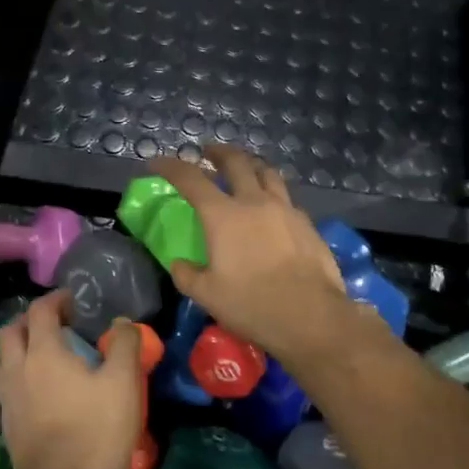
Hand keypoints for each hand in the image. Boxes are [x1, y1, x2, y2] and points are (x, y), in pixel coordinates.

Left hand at [0, 291, 143, 468]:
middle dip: (30, 320)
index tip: (75, 301)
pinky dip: (19, 378)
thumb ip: (124, 345)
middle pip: (10, 332)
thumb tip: (121, 323)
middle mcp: (17, 370)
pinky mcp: (7, 426)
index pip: (40, 311)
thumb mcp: (124, 383)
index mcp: (43, 353)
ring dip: (18, 349)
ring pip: (2, 361)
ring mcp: (7, 400)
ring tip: (44, 356)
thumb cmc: (98, 432)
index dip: (56, 300)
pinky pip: (6, 389)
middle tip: (56, 325)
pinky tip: (40, 392)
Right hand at [148, 146, 354, 369]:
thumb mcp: (206, 295)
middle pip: (236, 162)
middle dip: (218, 152)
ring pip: (267, 173)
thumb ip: (187, 275)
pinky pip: (286, 198)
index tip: (158, 162)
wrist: (310, 316)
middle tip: (208, 151)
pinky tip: (272, 208)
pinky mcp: (307, 224)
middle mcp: (255, 202)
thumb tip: (180, 264)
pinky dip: (273, 194)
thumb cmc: (251, 304)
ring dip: (251, 165)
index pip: (191, 179)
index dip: (171, 167)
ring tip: (245, 168)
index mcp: (223, 216)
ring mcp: (286, 210)